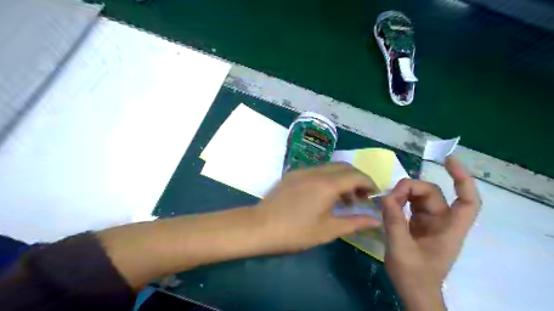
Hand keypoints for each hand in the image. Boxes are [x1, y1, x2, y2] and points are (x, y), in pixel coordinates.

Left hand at [257, 164, 380, 253]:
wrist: (259, 227)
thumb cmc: (295, 232)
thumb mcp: (328, 230)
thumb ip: (354, 223)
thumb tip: (375, 220)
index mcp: (327, 185)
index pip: (356, 175)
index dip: (369, 183)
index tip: (374, 195)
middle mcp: (315, 171)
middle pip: (344, 167)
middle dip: (356, 179)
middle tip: (359, 199)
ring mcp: (301, 171)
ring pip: (329, 168)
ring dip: (341, 179)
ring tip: (343, 200)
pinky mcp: (292, 174)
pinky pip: (316, 171)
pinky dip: (327, 179)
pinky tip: (323, 196)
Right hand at [384, 160, 478, 308]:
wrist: (413, 291)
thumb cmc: (413, 275)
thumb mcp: (400, 248)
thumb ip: (394, 221)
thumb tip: (386, 197)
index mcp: (449, 229)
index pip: (467, 200)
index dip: (462, 178)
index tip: (447, 161)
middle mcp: (442, 222)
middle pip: (432, 194)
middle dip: (411, 189)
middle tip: (390, 197)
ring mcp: (430, 223)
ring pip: (419, 198)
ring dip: (403, 195)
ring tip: (387, 201)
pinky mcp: (418, 225)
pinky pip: (410, 205)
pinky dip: (399, 202)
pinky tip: (388, 204)